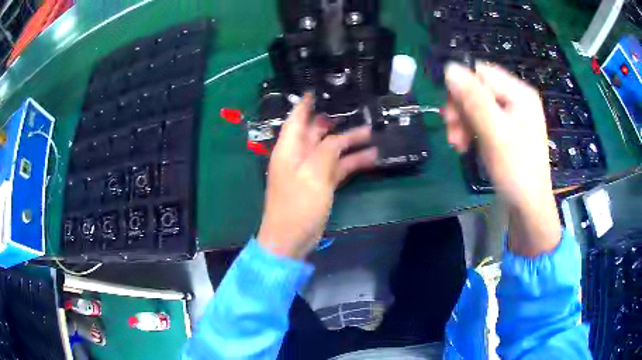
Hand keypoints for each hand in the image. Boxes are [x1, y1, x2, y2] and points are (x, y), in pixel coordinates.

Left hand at [257, 94, 377, 258]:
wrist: (291, 238)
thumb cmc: (297, 204)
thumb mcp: (313, 174)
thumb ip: (327, 151)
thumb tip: (338, 139)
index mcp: (289, 149)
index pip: (297, 119)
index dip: (305, 104)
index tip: (316, 90)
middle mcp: (299, 156)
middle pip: (317, 133)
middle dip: (335, 121)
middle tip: (355, 109)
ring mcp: (311, 171)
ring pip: (331, 150)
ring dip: (350, 142)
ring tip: (372, 132)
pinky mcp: (321, 185)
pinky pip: (338, 167)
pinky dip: (352, 162)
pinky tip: (371, 157)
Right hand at [443, 62, 560, 256]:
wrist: (528, 206)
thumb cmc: (516, 169)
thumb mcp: (495, 132)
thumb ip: (473, 98)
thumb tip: (449, 68)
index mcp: (519, 92)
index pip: (480, 73)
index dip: (461, 89)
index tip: (450, 115)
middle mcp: (516, 98)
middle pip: (477, 89)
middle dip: (461, 109)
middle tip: (452, 134)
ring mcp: (512, 115)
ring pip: (476, 106)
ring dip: (463, 123)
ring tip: (458, 144)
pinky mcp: (507, 130)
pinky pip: (482, 120)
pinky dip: (471, 131)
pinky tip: (466, 145)